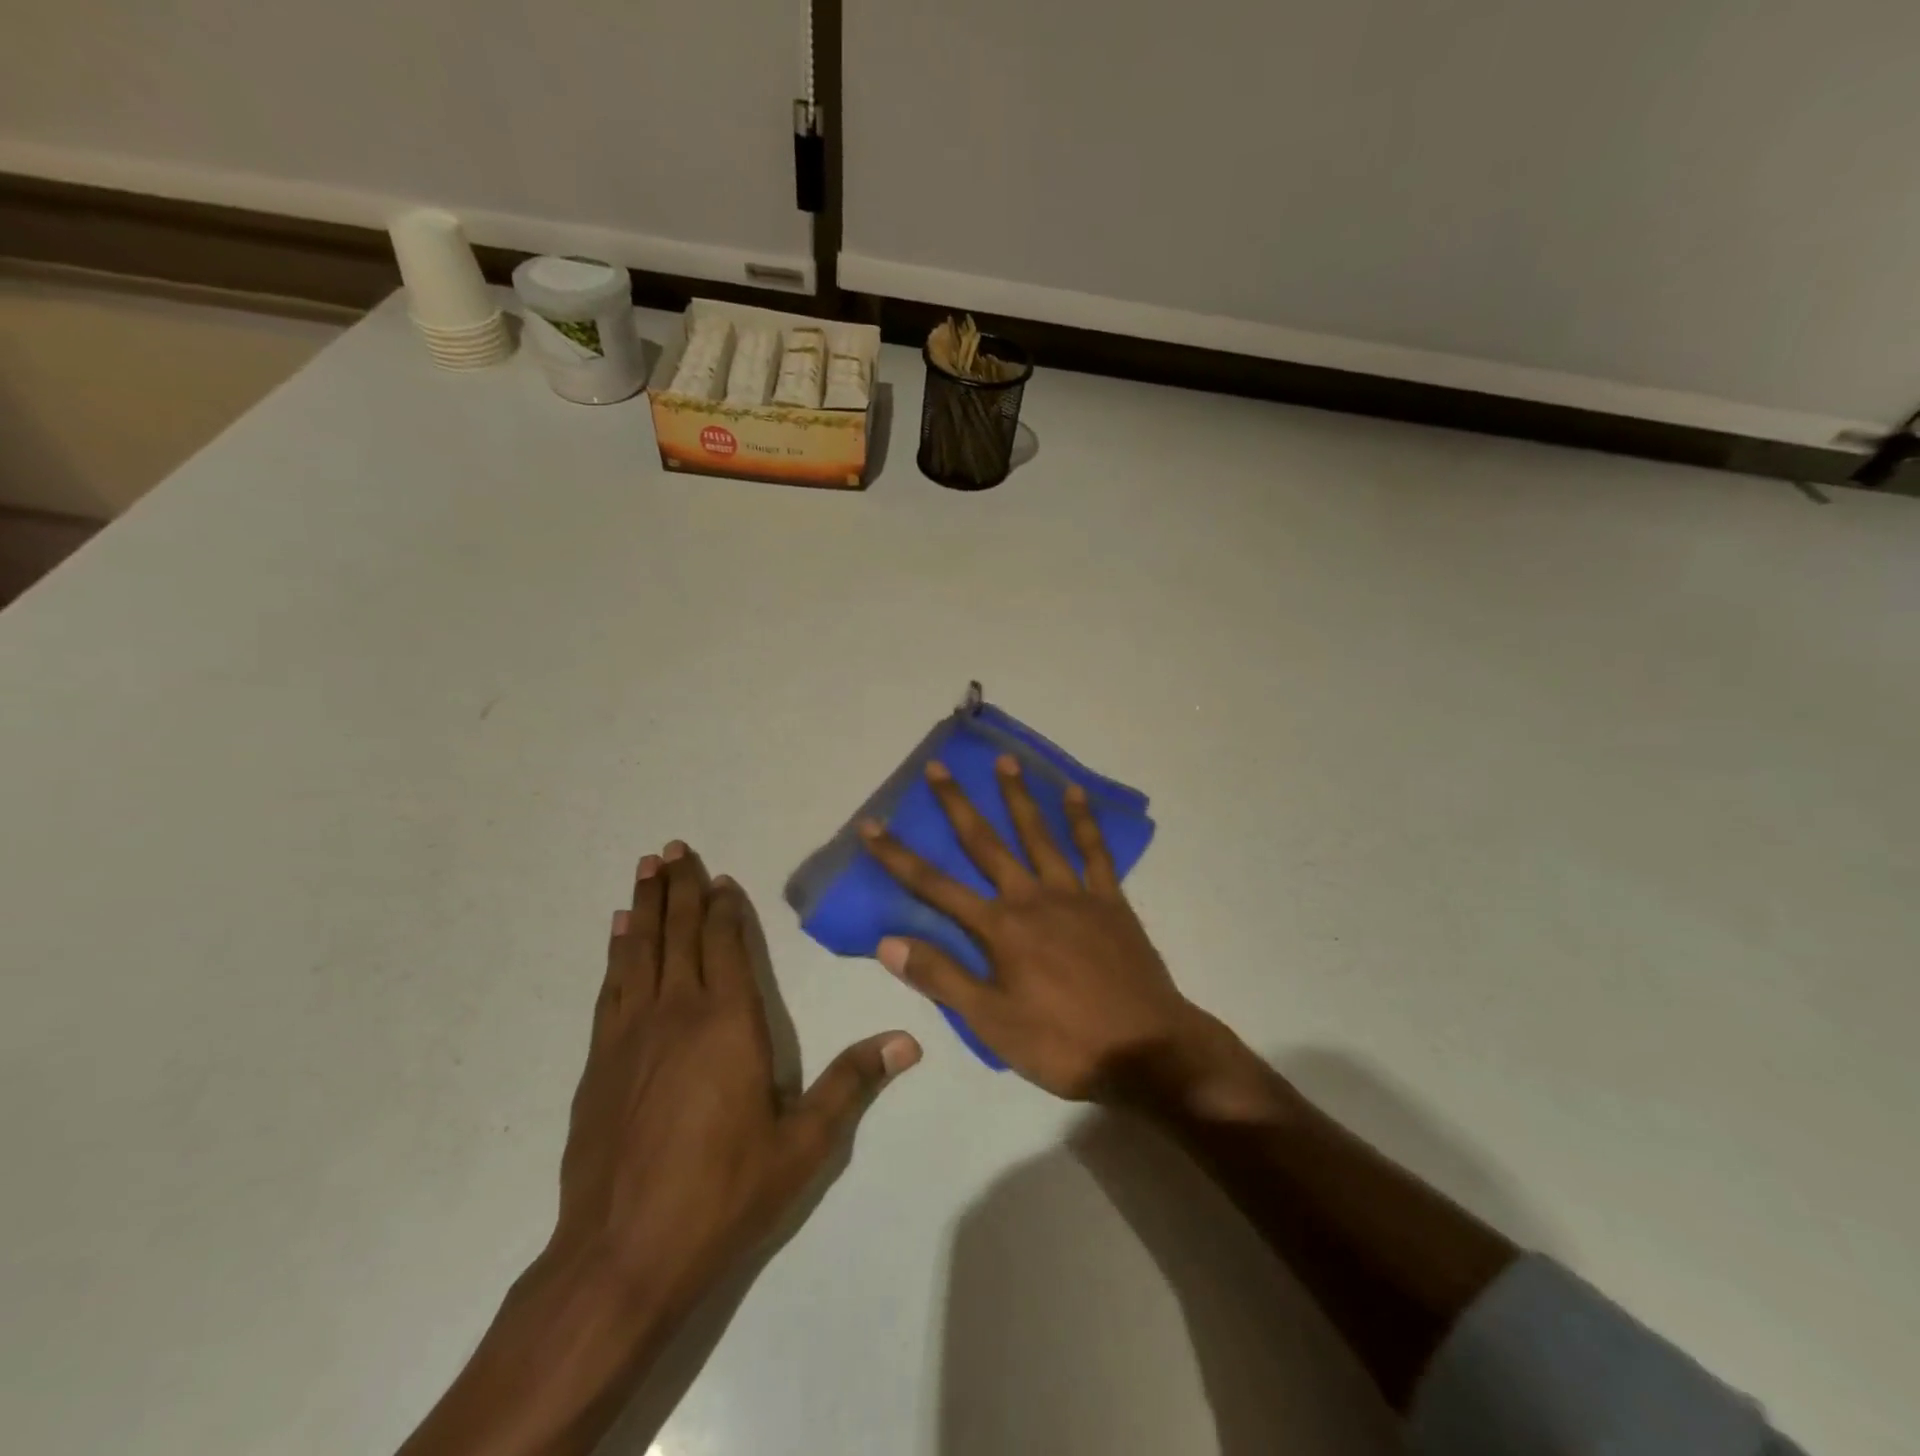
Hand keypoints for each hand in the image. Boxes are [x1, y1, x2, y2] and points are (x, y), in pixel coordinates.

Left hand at [553, 840, 920, 1322]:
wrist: (622, 1255)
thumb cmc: (723, 1193)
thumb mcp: (804, 1144)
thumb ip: (852, 1082)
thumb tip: (909, 1040)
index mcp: (729, 1023)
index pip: (726, 944)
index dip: (724, 907)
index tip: (720, 876)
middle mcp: (678, 1012)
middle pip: (679, 933)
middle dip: (680, 888)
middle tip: (672, 846)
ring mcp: (632, 1034)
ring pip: (641, 950)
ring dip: (645, 905)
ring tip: (645, 867)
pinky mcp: (600, 1060)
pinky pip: (612, 986)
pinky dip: (617, 951)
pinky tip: (617, 933)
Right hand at [859, 758, 1239, 1103]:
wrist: (1146, 1051)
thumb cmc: (1062, 1043)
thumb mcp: (991, 1023)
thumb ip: (942, 977)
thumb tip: (888, 942)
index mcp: (1000, 929)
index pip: (935, 886)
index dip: (899, 857)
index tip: (872, 825)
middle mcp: (1032, 898)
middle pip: (986, 843)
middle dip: (957, 805)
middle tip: (939, 766)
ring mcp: (1075, 895)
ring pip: (1040, 835)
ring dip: (1019, 797)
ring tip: (1005, 762)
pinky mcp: (1111, 901)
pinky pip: (1095, 851)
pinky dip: (1083, 821)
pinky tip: (1074, 793)